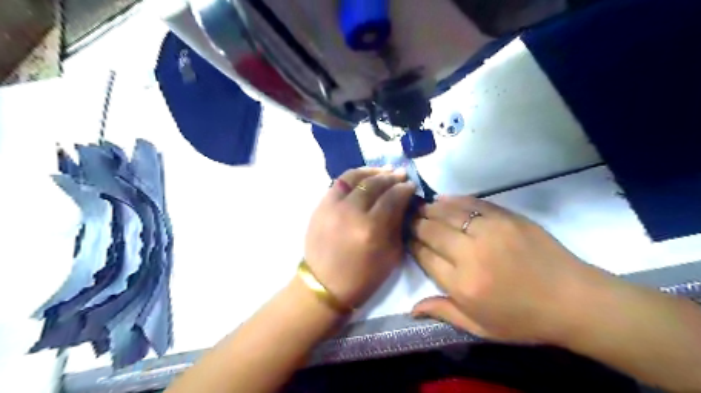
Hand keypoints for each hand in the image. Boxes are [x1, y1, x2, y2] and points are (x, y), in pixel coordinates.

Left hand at [303, 167, 411, 311]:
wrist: (323, 284)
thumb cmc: (362, 276)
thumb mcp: (391, 255)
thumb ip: (397, 225)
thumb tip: (402, 202)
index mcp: (370, 228)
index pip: (392, 198)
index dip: (404, 189)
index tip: (411, 185)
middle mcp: (350, 212)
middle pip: (374, 184)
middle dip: (391, 177)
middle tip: (402, 174)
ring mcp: (332, 206)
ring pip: (355, 177)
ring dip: (373, 171)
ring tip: (385, 170)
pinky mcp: (320, 205)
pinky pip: (339, 182)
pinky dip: (354, 175)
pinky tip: (365, 175)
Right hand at [409, 196, 611, 344]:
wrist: (573, 300)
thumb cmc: (523, 320)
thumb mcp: (480, 328)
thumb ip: (443, 313)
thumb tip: (411, 308)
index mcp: (463, 285)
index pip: (424, 256)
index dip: (411, 244)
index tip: (405, 238)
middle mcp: (471, 255)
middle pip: (431, 231)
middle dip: (415, 223)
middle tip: (407, 218)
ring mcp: (490, 232)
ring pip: (448, 213)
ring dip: (430, 209)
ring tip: (420, 207)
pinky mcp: (506, 217)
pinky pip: (472, 203)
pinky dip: (454, 200)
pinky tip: (443, 199)